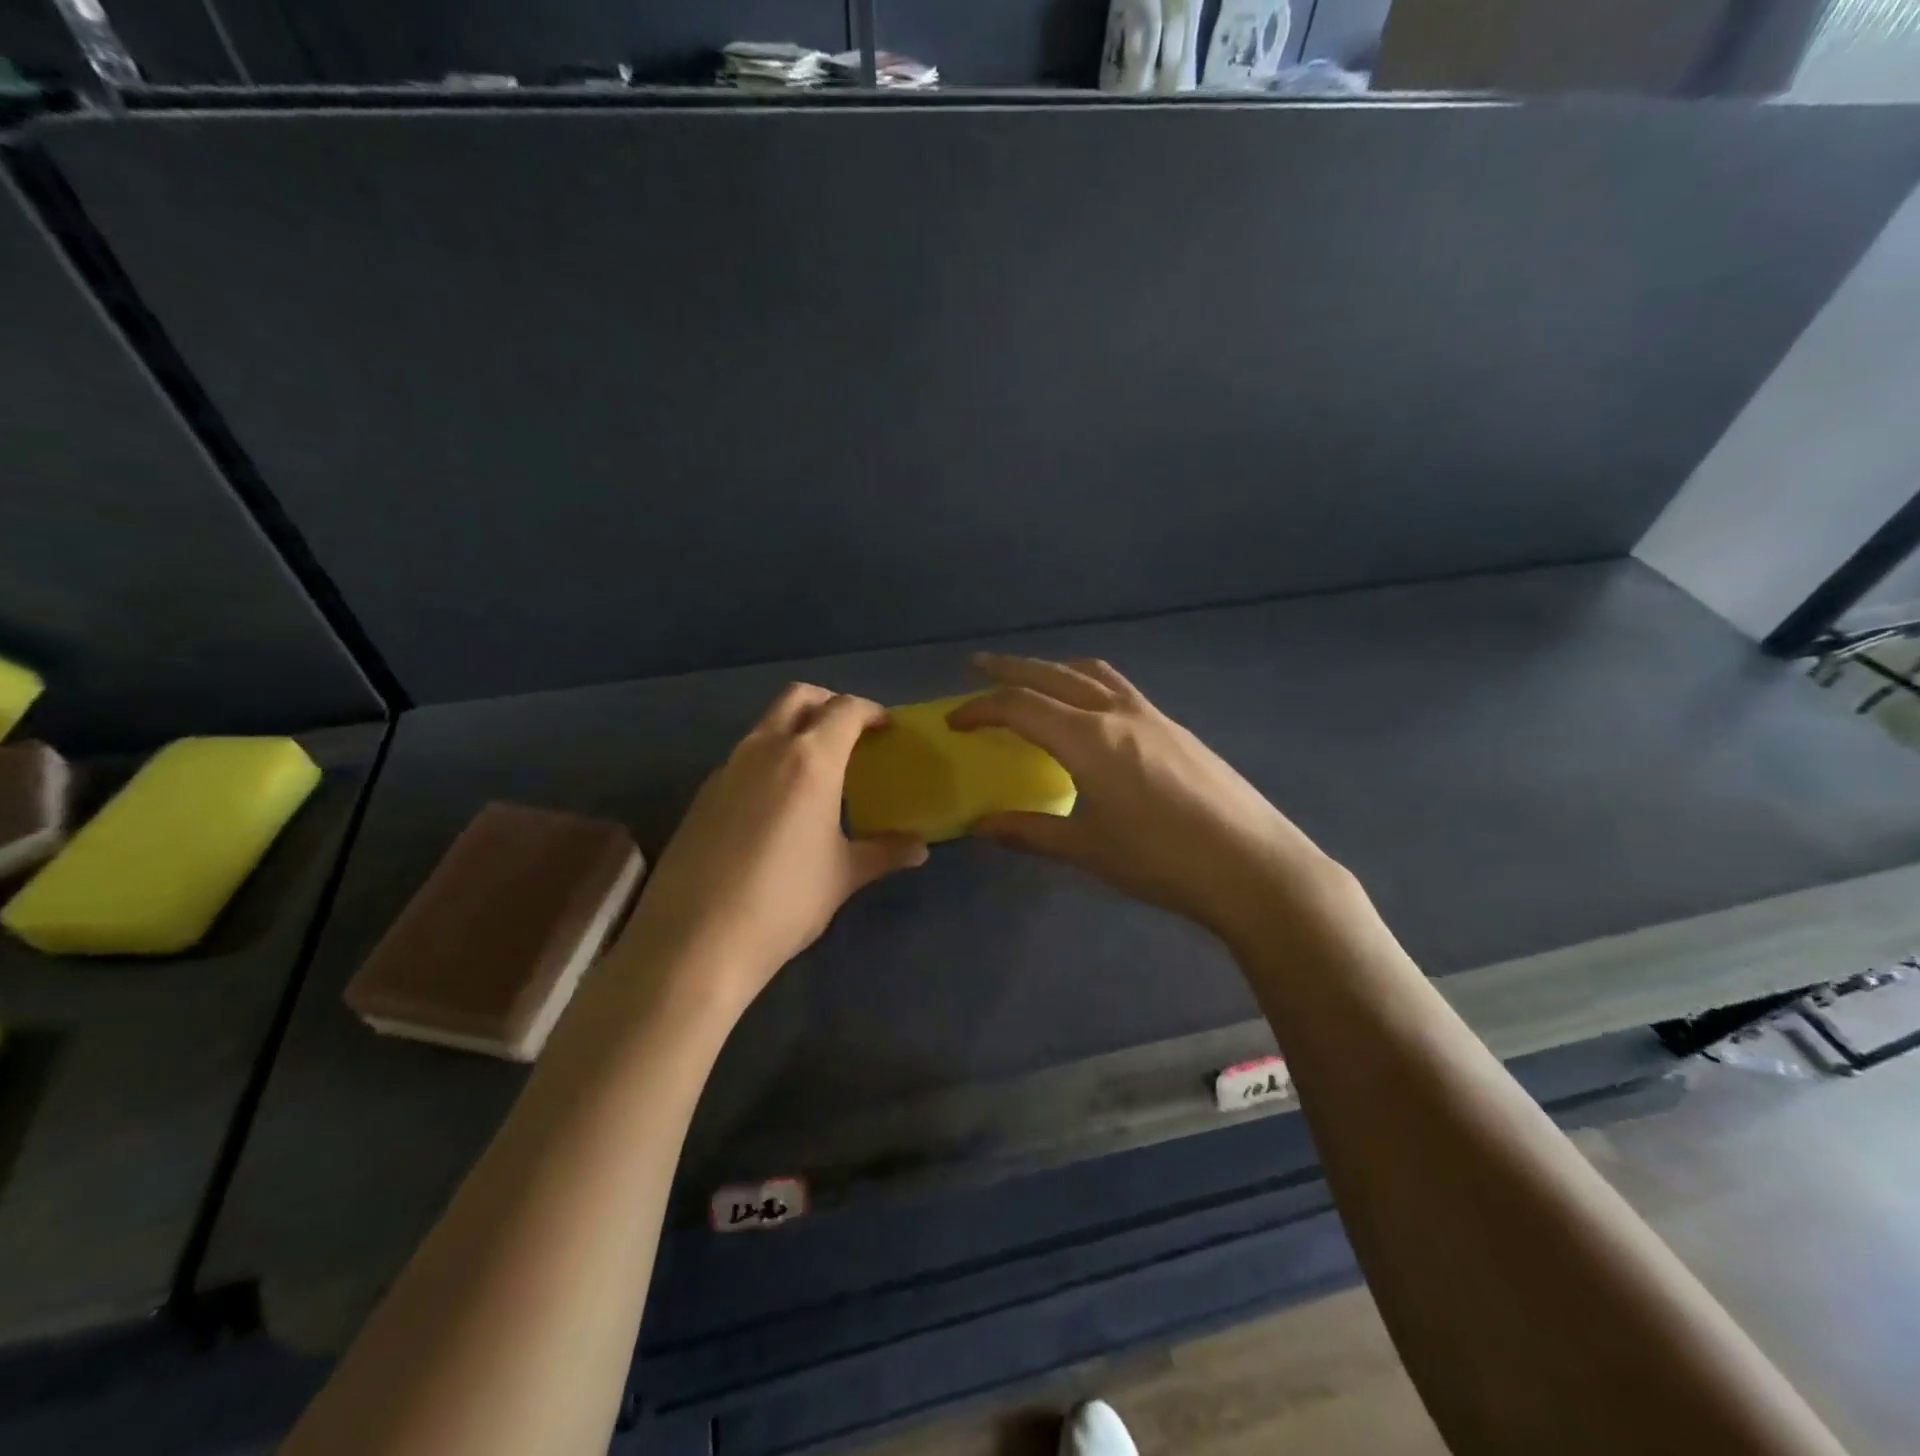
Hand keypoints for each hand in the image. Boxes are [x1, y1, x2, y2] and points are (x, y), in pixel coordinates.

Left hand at [622, 685, 926, 1010]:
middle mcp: (766, 749)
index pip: (845, 710)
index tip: (885, 727)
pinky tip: (776, 805)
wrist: (697, 939)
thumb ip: (884, 852)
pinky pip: (743, 758)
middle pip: (798, 697)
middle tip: (850, 733)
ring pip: (766, 725)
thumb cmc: (786, 900)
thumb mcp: (843, 876)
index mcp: (810, 760)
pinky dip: (768, 760)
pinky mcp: (703, 793)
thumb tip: (919, 849)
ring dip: (794, 730)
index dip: (870, 711)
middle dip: (828, 703)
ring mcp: (727, 768)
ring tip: (816, 770)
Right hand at [948, 654, 1347, 947]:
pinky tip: (1090, 712)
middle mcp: (1118, 713)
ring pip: (1092, 674)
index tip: (954, 722)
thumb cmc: (1163, 861)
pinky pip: (1119, 689)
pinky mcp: (1176, 728)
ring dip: (1054, 669)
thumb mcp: (1089, 850)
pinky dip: (1088, 684)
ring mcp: (1152, 716)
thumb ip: (1031, 832)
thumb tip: (981, 825)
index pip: (1020, 706)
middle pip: (1052, 675)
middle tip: (978, 667)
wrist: (1253, 866)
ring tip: (1032, 679)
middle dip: (1010, 669)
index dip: (980, 709)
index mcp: (1089, 739)